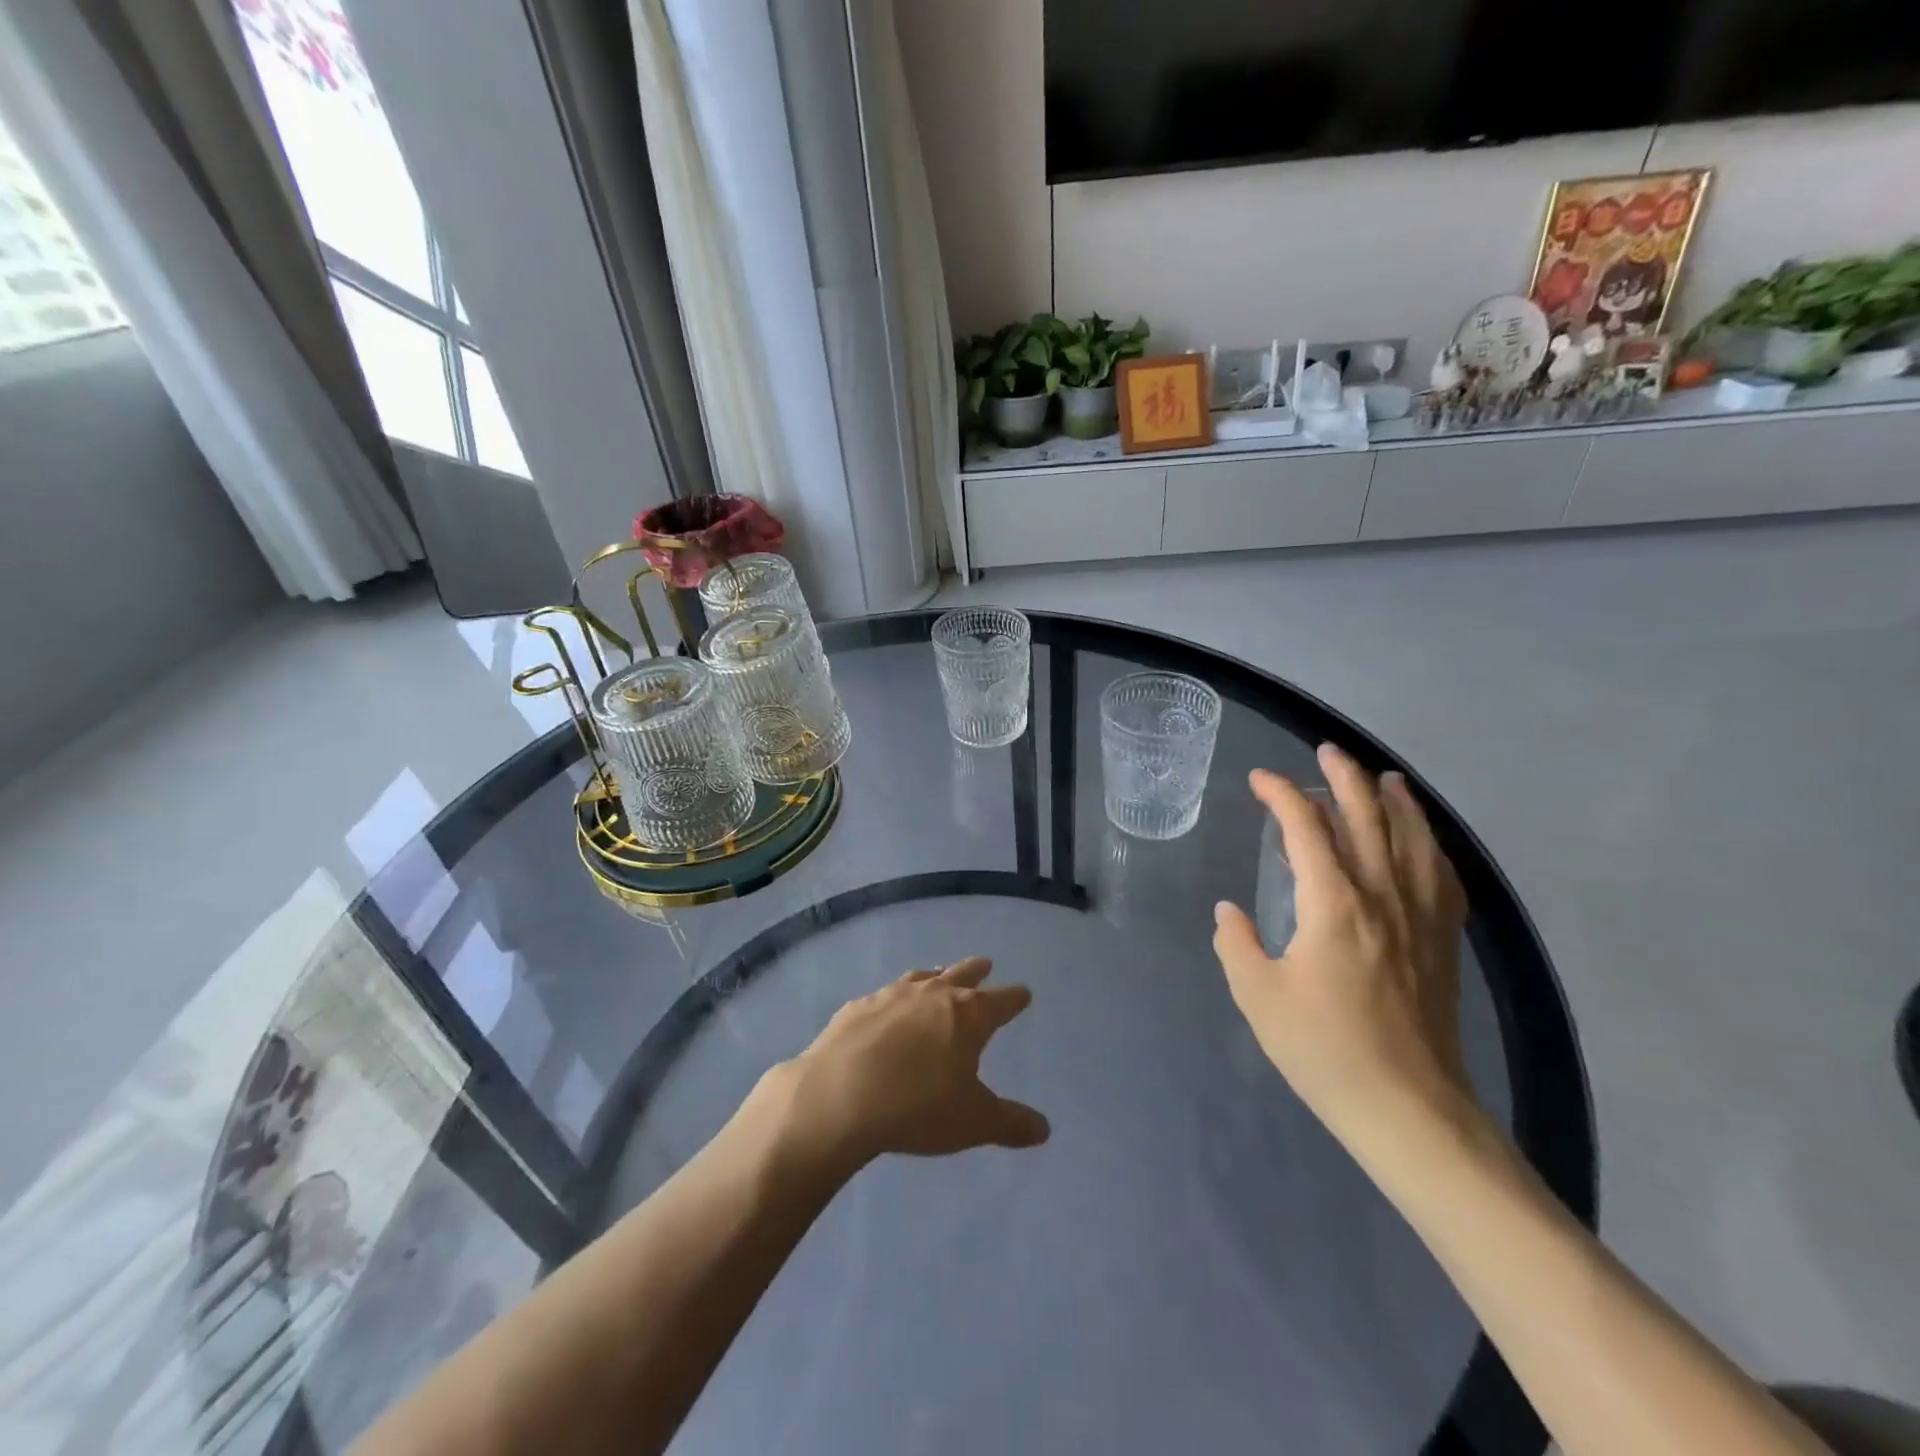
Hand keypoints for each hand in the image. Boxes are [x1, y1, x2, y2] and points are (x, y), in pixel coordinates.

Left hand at [771, 958, 1049, 1170]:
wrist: (840, 1095)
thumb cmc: (919, 1107)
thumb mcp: (973, 1122)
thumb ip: (1010, 1123)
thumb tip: (1044, 1128)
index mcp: (968, 1015)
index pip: (1001, 1002)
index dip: (1014, 999)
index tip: (1023, 993)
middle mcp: (933, 995)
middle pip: (961, 975)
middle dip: (976, 971)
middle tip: (986, 963)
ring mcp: (892, 996)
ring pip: (921, 978)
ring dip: (934, 976)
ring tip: (938, 973)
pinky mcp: (857, 1007)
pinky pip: (883, 995)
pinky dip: (893, 998)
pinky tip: (886, 1007)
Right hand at [1211, 744, 1474, 1141]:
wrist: (1407, 1108)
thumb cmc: (1324, 1050)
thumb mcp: (1258, 996)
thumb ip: (1237, 945)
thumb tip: (1228, 912)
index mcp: (1333, 904)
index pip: (1306, 829)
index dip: (1282, 795)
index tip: (1259, 780)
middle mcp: (1383, 896)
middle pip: (1369, 818)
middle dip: (1345, 778)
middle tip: (1327, 752)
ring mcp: (1421, 917)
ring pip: (1414, 840)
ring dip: (1397, 802)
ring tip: (1386, 778)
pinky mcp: (1443, 942)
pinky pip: (1443, 877)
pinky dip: (1431, 847)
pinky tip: (1425, 842)